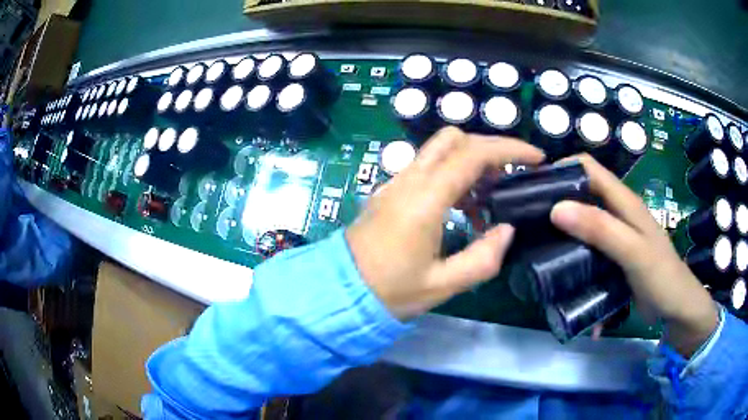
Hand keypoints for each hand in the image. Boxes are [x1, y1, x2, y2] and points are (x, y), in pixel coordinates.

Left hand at [346, 127, 544, 319]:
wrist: (341, 290)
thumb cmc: (389, 292)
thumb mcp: (442, 285)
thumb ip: (482, 259)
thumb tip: (507, 229)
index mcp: (424, 199)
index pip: (473, 154)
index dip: (510, 150)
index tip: (536, 159)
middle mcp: (409, 180)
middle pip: (454, 139)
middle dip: (491, 148)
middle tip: (513, 175)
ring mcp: (396, 182)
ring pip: (439, 149)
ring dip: (471, 161)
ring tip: (491, 197)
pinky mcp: (390, 190)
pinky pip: (427, 166)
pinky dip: (453, 172)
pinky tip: (463, 206)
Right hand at [550, 154, 718, 356]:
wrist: (676, 307)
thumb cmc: (661, 276)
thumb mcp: (633, 251)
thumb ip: (601, 229)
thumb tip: (556, 208)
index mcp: (624, 201)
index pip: (588, 168)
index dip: (561, 169)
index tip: (534, 187)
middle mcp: (617, 212)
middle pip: (581, 193)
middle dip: (556, 200)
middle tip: (528, 220)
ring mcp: (615, 236)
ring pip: (582, 221)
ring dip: (562, 229)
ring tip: (536, 244)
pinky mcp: (613, 257)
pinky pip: (588, 247)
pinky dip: (573, 252)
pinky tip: (559, 267)